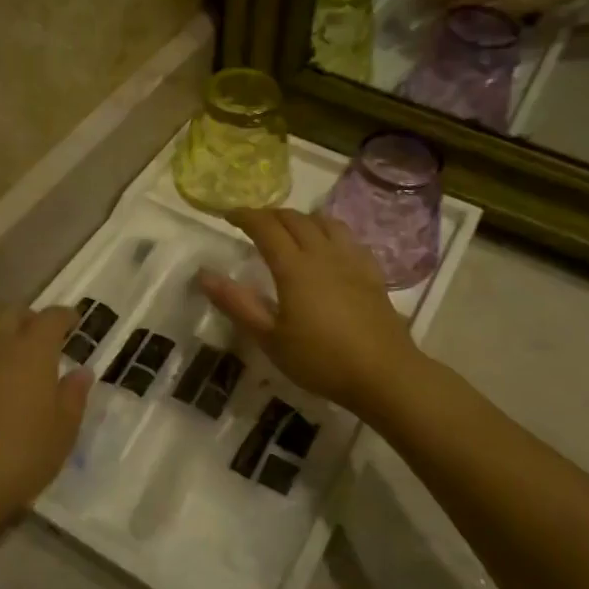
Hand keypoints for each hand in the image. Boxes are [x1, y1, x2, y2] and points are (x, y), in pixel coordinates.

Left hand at [0, 306, 92, 532]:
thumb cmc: (18, 456)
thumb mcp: (62, 433)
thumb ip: (73, 397)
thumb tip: (81, 372)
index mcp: (31, 351)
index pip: (50, 318)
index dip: (64, 316)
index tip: (73, 322)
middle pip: (10, 312)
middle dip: (27, 317)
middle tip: (37, 334)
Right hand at [197, 209, 417, 413]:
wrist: (384, 373)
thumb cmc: (320, 360)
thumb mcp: (270, 338)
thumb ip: (237, 304)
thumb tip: (204, 274)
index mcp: (294, 267)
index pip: (265, 227)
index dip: (245, 216)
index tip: (228, 215)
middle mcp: (323, 253)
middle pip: (295, 219)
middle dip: (270, 215)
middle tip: (254, 224)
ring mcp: (351, 260)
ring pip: (324, 222)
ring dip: (301, 218)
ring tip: (290, 230)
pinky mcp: (371, 272)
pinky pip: (347, 237)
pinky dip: (329, 231)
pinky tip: (328, 247)